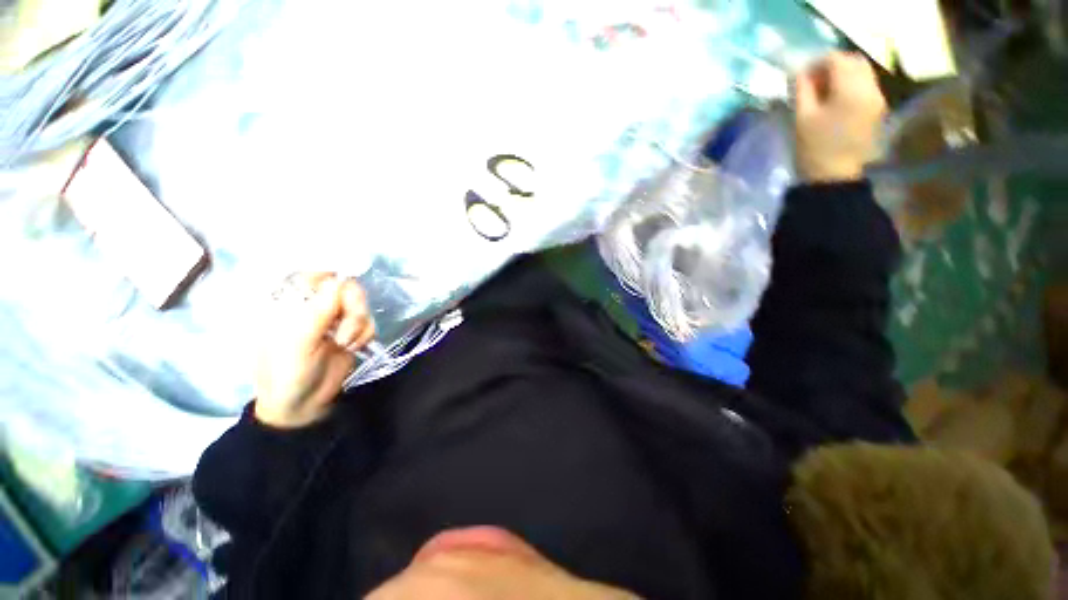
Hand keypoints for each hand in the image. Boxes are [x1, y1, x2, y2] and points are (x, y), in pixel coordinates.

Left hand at [254, 273, 375, 428]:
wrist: (303, 404)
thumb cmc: (288, 373)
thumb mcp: (299, 341)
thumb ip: (319, 310)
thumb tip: (339, 281)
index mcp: (292, 303)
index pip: (316, 274)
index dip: (335, 275)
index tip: (346, 289)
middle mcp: (315, 306)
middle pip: (347, 288)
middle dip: (353, 307)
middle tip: (346, 329)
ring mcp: (335, 319)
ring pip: (361, 305)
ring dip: (359, 324)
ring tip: (346, 344)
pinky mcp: (352, 332)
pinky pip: (369, 322)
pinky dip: (365, 335)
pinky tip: (353, 348)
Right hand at [794, 52, 887, 182]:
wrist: (834, 178)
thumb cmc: (813, 149)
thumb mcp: (801, 118)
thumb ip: (802, 89)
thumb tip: (802, 71)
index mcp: (851, 90)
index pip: (837, 59)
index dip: (817, 62)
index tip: (802, 75)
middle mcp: (871, 89)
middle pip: (855, 61)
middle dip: (833, 65)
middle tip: (814, 80)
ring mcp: (878, 99)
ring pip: (863, 72)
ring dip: (844, 75)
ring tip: (824, 91)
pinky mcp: (879, 110)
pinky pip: (867, 86)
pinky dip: (852, 86)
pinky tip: (837, 101)